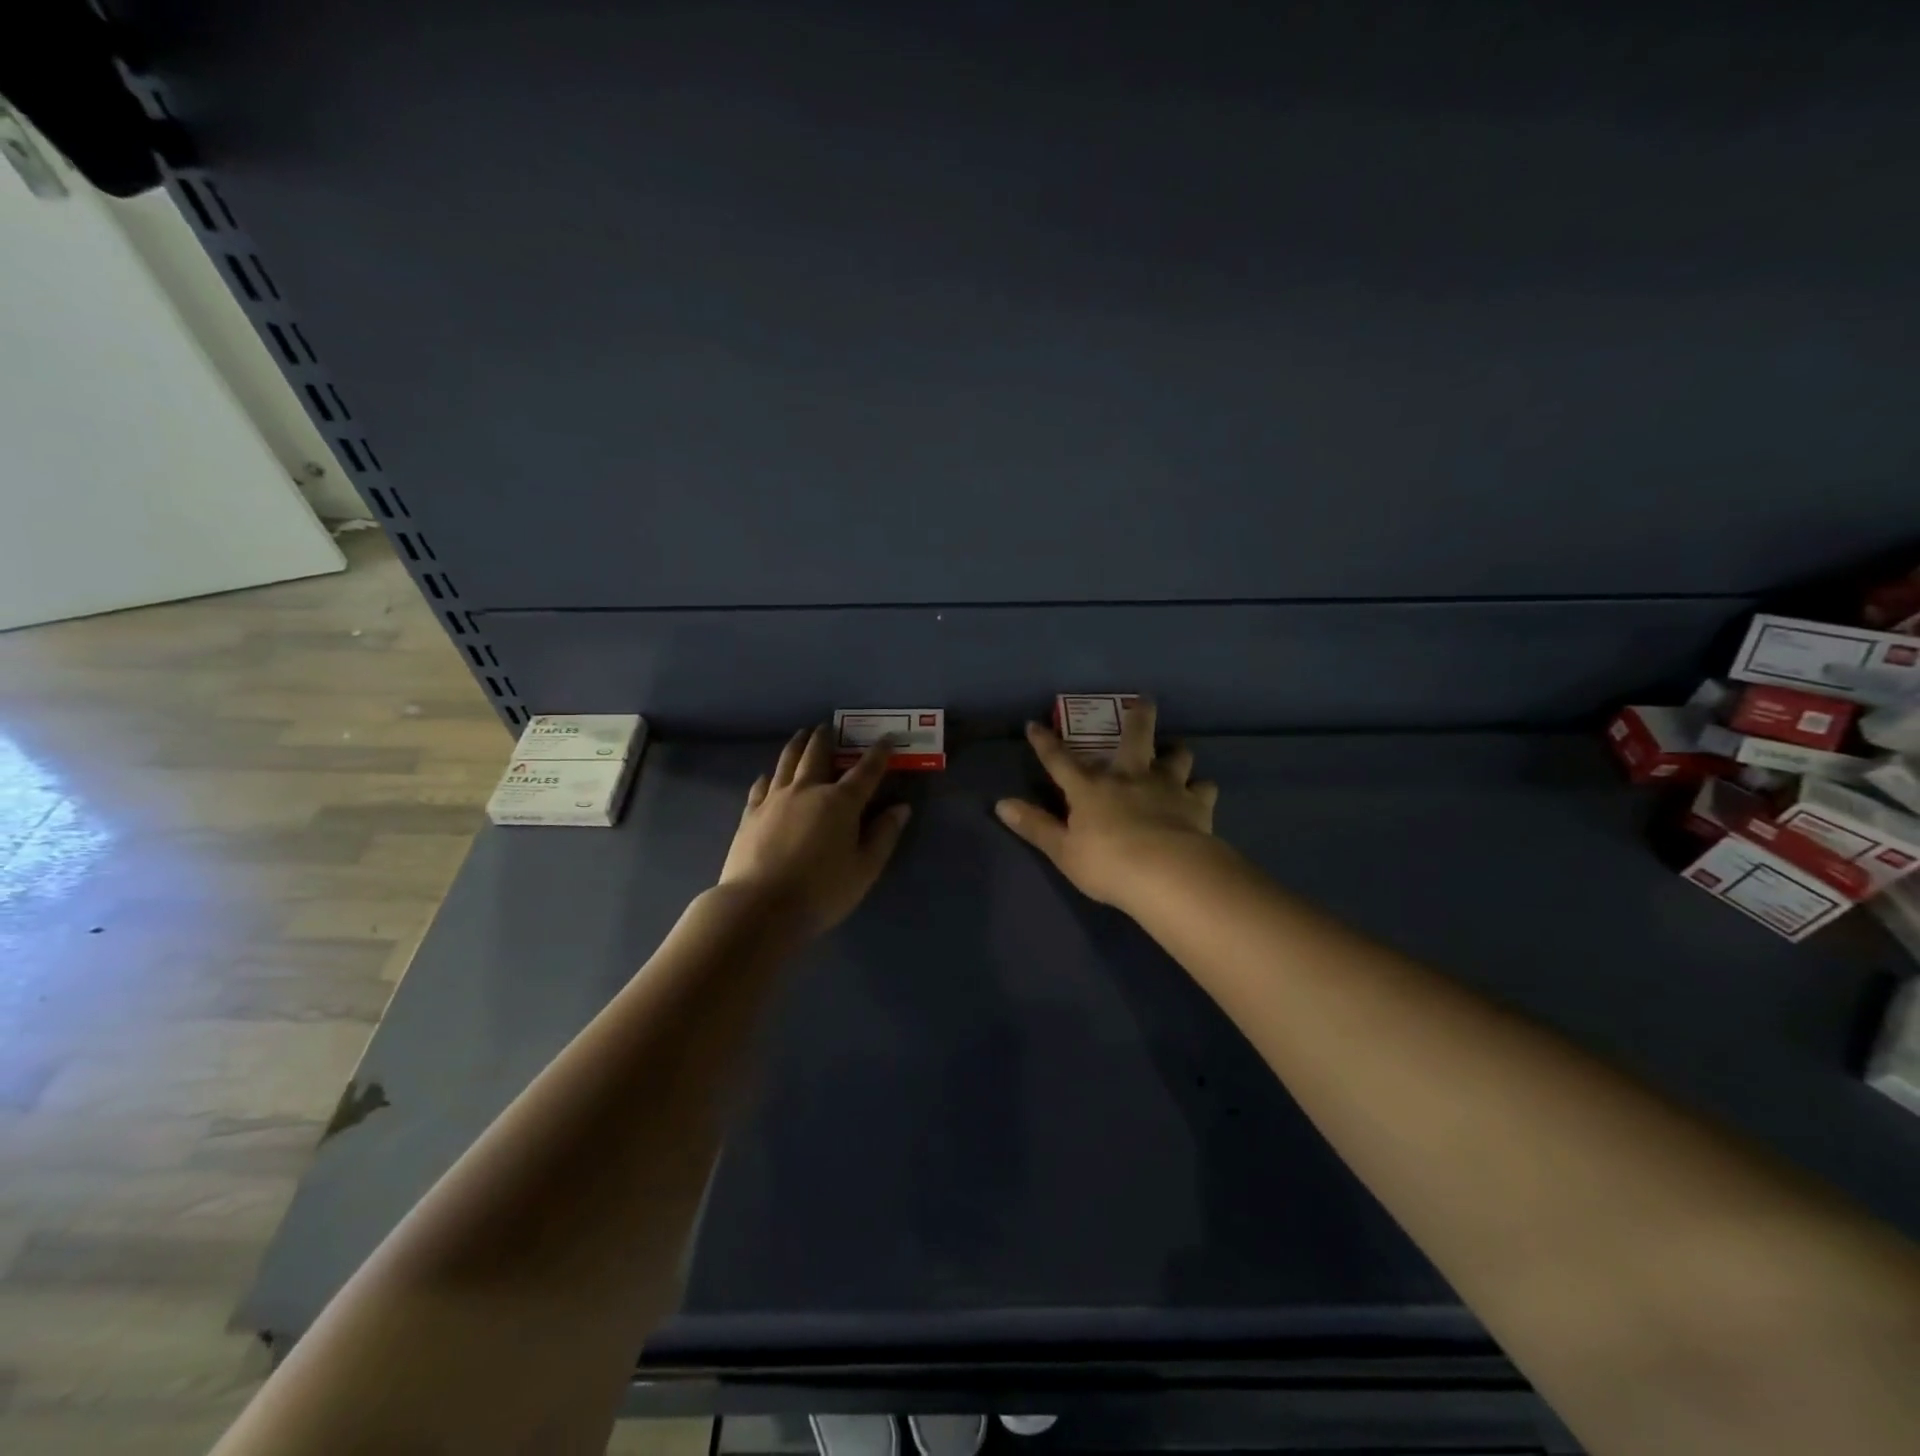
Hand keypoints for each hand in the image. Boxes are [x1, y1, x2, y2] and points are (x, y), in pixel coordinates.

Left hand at [719, 726, 911, 939]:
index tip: (886, 739)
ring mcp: (775, 799)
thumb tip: (901, 808)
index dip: (878, 754)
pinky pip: (761, 785)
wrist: (760, 908)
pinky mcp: (750, 814)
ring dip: (797, 745)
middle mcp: (807, 790)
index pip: (865, 771)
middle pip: (817, 755)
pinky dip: (769, 775)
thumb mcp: (864, 869)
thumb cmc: (821, 892)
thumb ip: (884, 835)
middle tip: (828, 725)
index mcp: (840, 802)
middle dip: (826, 738)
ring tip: (801, 735)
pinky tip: (767, 775)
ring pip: (787, 762)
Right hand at [994, 700, 1218, 906]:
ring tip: (1177, 752)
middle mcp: (1129, 777)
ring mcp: (1167, 786)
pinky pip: (1205, 789)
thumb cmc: (1107, 863)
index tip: (1034, 724)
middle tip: (1144, 701)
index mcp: (1091, 788)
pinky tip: (1201, 793)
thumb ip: (1035, 825)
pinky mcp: (1197, 804)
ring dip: (1177, 752)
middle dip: (1138, 716)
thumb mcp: (1063, 850)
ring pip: (1177, 756)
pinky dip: (1202, 789)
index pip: (1060, 760)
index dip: (1044, 742)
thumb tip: (1001, 804)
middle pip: (1135, 737)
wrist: (1166, 873)